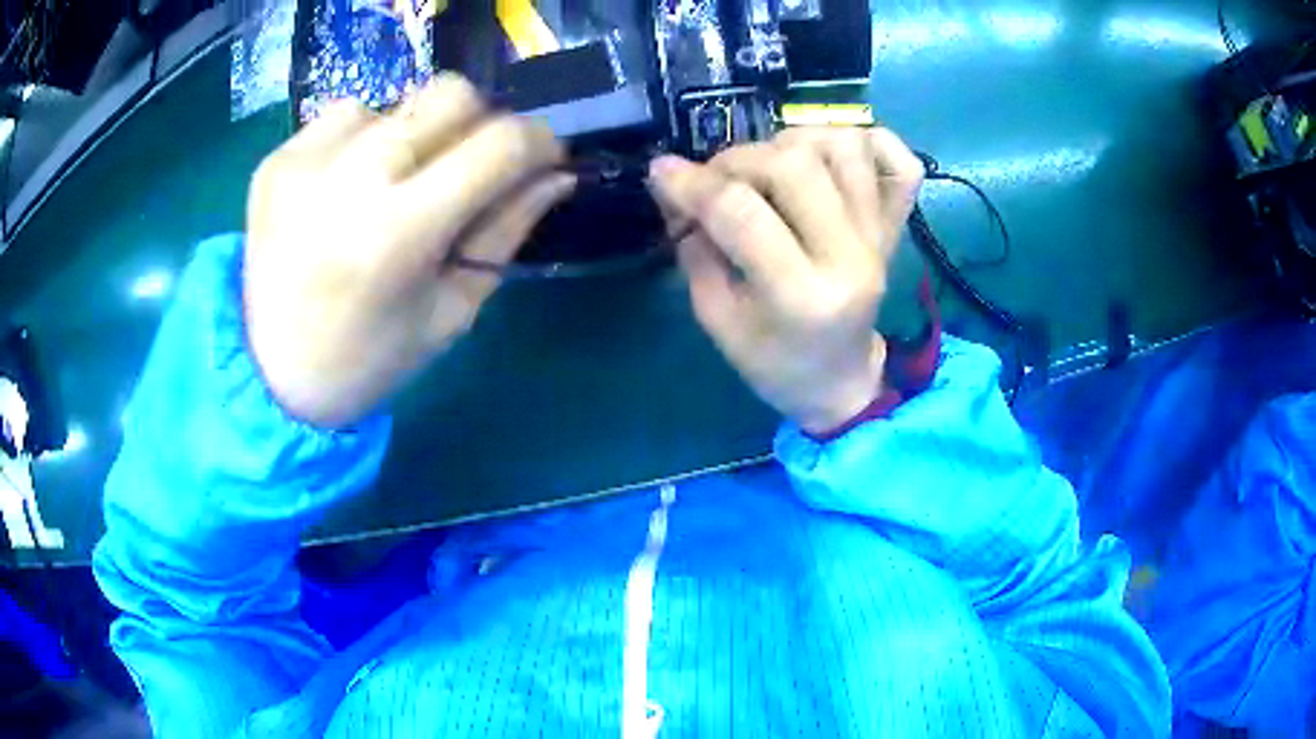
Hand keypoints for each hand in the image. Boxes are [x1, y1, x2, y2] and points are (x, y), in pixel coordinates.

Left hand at [245, 74, 572, 427]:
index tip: (541, 159)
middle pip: (451, 96)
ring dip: (417, 135)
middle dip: (480, 124)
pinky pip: (347, 115)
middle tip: (469, 167)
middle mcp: (349, 181)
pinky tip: (349, 185)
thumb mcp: (451, 311)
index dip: (538, 142)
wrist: (269, 374)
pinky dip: (366, 139)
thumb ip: (506, 232)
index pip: (499, 145)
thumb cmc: (370, 359)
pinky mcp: (277, 158)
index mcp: (398, 235)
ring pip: (400, 101)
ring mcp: (305, 163)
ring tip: (395, 185)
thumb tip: (554, 173)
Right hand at [648, 128, 923, 433]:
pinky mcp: (897, 225)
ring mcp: (880, 236)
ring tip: (771, 166)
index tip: (662, 172)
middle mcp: (851, 258)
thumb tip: (678, 186)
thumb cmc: (775, 363)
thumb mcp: (718, 321)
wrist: (841, 380)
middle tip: (717, 180)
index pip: (742, 214)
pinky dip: (867, 140)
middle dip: (738, 159)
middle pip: (795, 166)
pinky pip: (900, 162)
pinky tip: (832, 154)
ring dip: (794, 142)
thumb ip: (696, 251)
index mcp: (802, 298)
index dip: (692, 183)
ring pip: (844, 147)